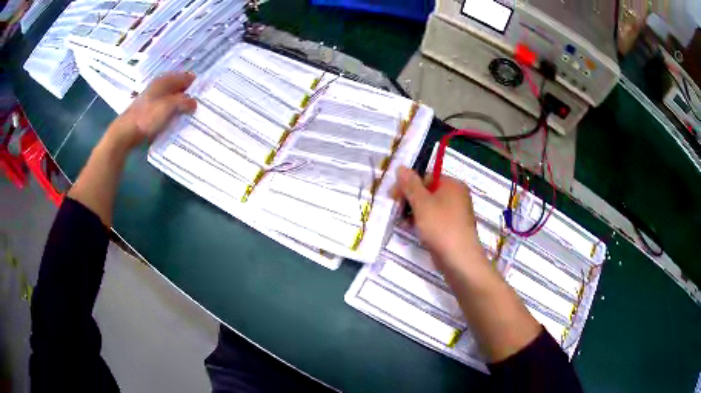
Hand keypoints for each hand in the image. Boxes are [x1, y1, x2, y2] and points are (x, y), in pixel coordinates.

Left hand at [108, 72, 197, 149]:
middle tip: (200, 102)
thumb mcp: (169, 107)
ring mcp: (152, 99)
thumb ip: (183, 102)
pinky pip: (164, 109)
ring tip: (189, 112)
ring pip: (170, 98)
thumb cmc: (147, 117)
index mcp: (164, 81)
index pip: (184, 77)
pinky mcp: (148, 112)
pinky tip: (175, 119)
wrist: (125, 133)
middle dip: (187, 93)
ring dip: (179, 104)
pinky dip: (171, 112)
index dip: (194, 82)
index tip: (205, 90)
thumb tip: (194, 102)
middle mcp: (158, 87)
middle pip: (177, 87)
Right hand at [394, 166, 482, 268]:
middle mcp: (456, 196)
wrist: (459, 259)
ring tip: (402, 223)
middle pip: (427, 191)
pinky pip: (435, 220)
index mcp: (452, 184)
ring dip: (414, 212)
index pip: (426, 177)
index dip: (408, 185)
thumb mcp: (422, 203)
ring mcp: (456, 213)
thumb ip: (410, 185)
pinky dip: (423, 223)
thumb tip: (401, 167)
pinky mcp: (453, 228)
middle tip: (396, 211)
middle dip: (410, 200)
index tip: (393, 197)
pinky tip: (412, 230)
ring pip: (430, 207)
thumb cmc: (441, 227)